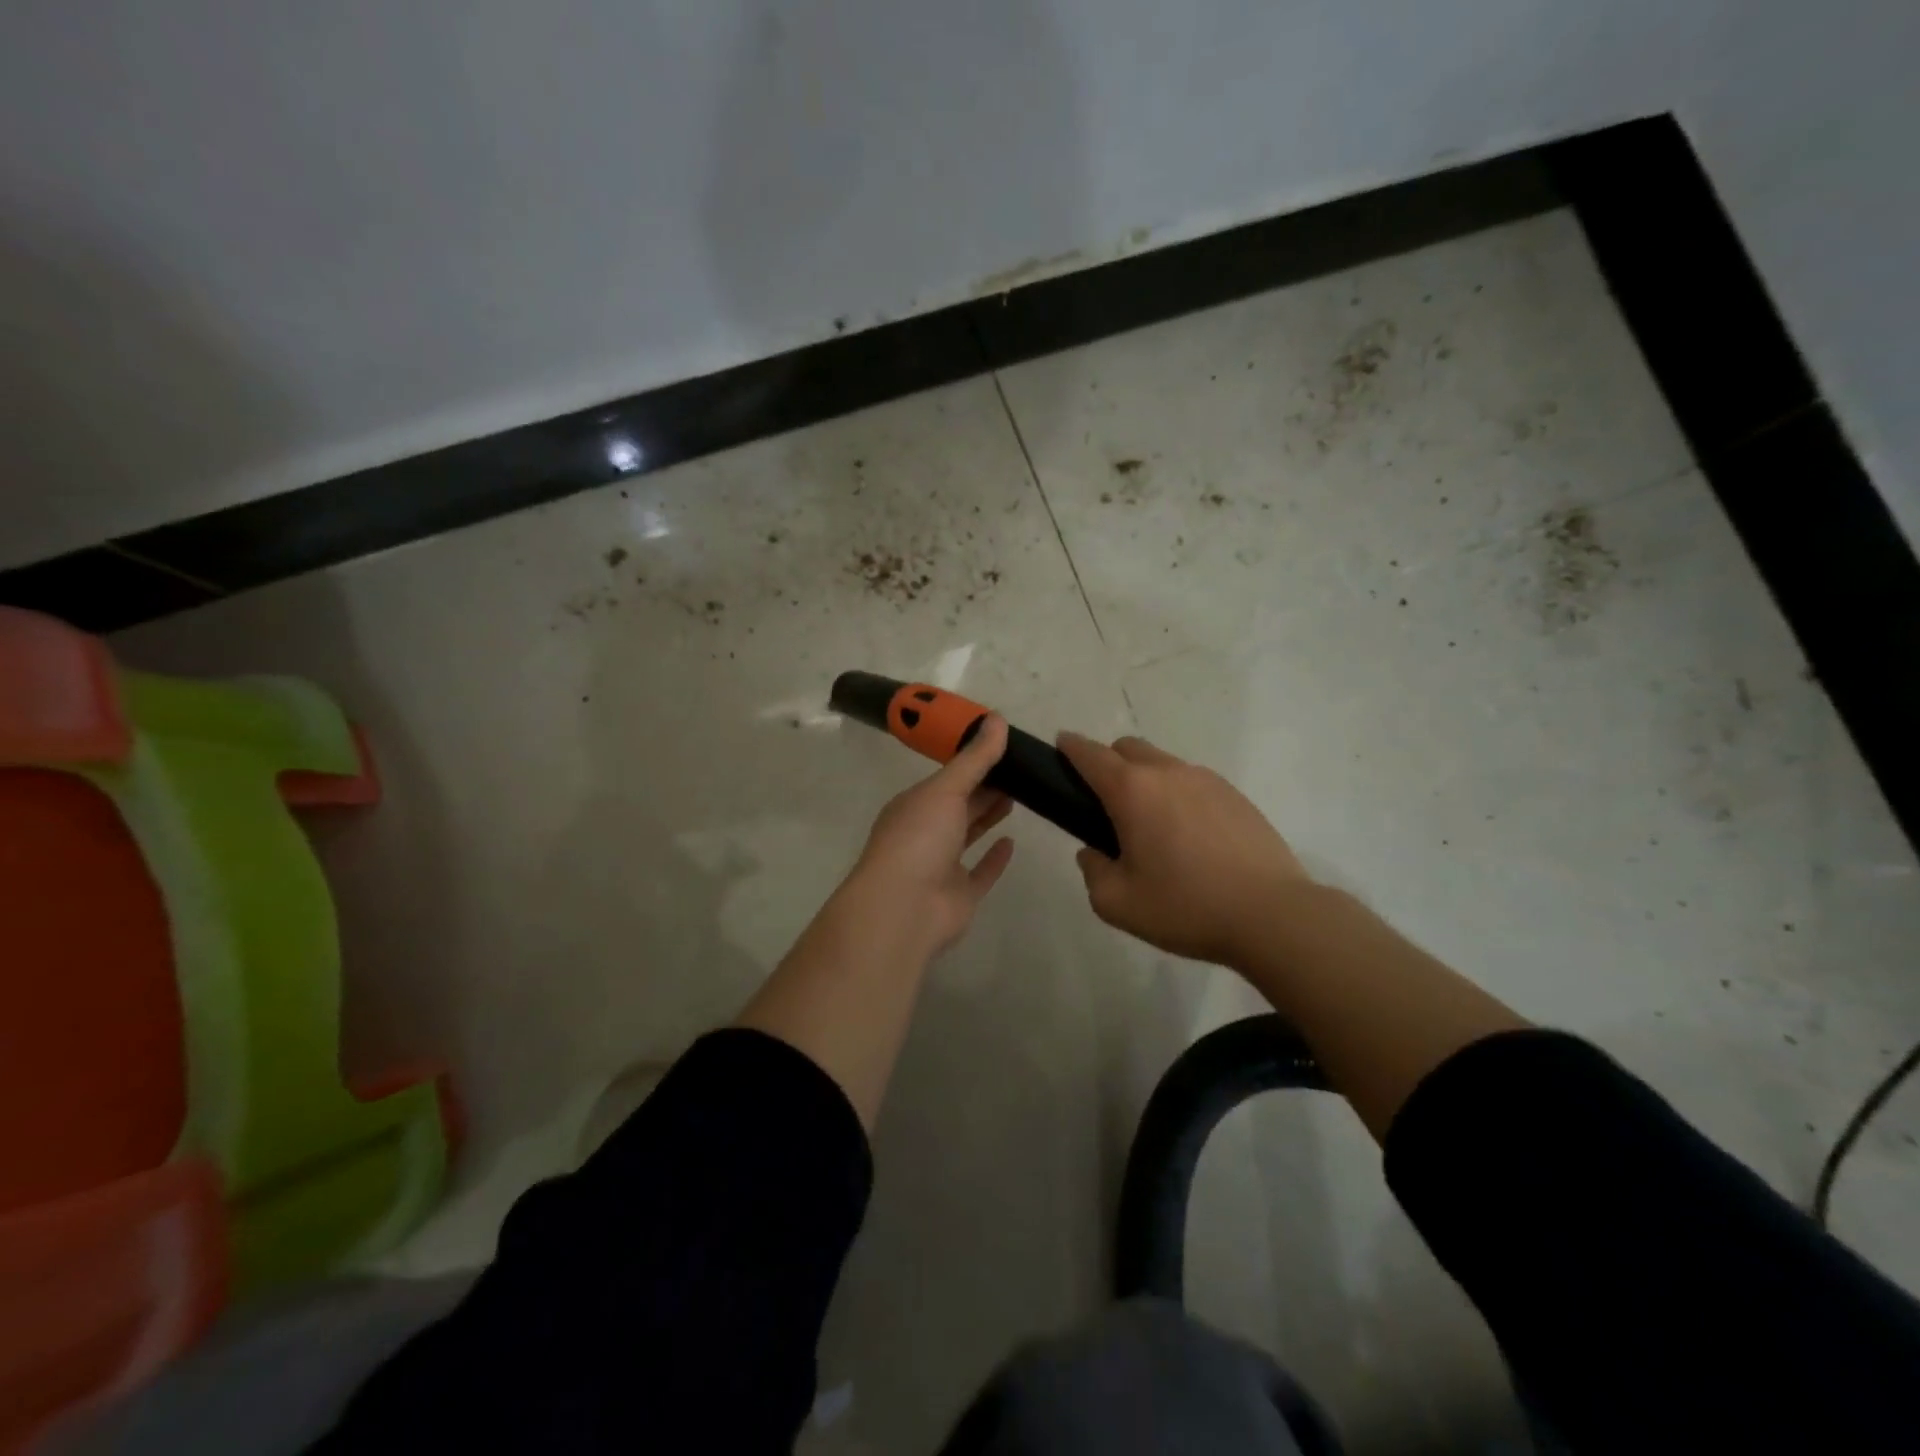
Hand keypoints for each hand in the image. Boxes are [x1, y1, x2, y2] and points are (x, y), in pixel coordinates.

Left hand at [844, 713, 1016, 957]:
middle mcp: (925, 832)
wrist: (903, 909)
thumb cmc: (918, 839)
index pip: (947, 778)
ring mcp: (941, 866)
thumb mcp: (946, 789)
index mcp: (915, 805)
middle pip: (960, 805)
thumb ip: (975, 758)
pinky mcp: (959, 895)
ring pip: (968, 835)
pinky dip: (994, 858)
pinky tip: (1012, 842)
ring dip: (988, 816)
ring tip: (1018, 796)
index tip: (1003, 747)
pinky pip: (980, 872)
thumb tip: (997, 717)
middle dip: (985, 787)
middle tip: (1020, 769)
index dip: (973, 762)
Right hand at [1056, 732, 1308, 965]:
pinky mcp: (1236, 796)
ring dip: (1146, 780)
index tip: (1060, 747)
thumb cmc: (1186, 907)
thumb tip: (1093, 852)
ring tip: (1153, 827)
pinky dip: (1179, 796)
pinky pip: (1194, 783)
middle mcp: (1168, 773)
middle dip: (1109, 762)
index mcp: (1132, 791)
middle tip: (1106, 804)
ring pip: (1164, 764)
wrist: (1272, 915)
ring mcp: (1207, 780)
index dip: (1070, 747)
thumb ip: (1093, 872)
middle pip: (1128, 748)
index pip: (1091, 754)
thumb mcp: (1117, 903)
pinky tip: (1190, 837)